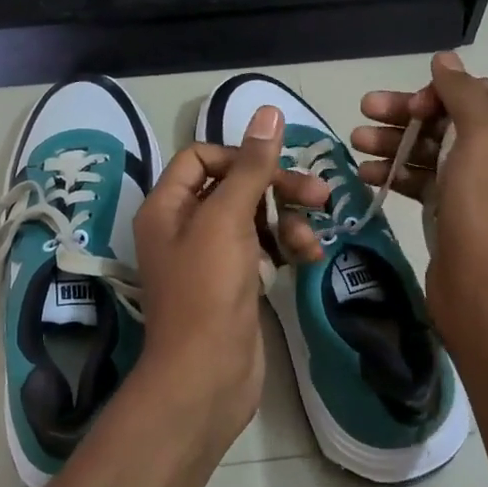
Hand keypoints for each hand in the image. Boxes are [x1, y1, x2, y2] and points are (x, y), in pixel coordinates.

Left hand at [131, 106, 329, 447]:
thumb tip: (268, 111)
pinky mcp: (235, 284)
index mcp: (167, 207)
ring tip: (311, 242)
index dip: (239, 156)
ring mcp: (210, 258)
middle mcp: (184, 227)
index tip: (272, 169)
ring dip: (288, 222)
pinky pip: (263, 250)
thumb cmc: (208, 291)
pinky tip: (308, 258)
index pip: (200, 157)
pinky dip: (286, 248)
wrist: (206, 376)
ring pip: (254, 219)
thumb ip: (250, 166)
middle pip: (234, 186)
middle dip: (276, 188)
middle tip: (320, 194)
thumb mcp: (227, 219)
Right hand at [353, 52, 487, 349]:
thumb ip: (463, 93)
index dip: (440, 92)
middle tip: (364, 112)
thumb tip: (446, 59)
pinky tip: (366, 174)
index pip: (480, 93)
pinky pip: (422, 183)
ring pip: (431, 152)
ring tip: (354, 142)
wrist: (485, 292)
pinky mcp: (452, 216)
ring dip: (394, 143)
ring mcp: (478, 190)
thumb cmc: (487, 209)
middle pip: (450, 121)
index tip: (408, 105)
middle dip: (406, 115)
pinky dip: (396, 174)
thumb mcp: (482, 139)